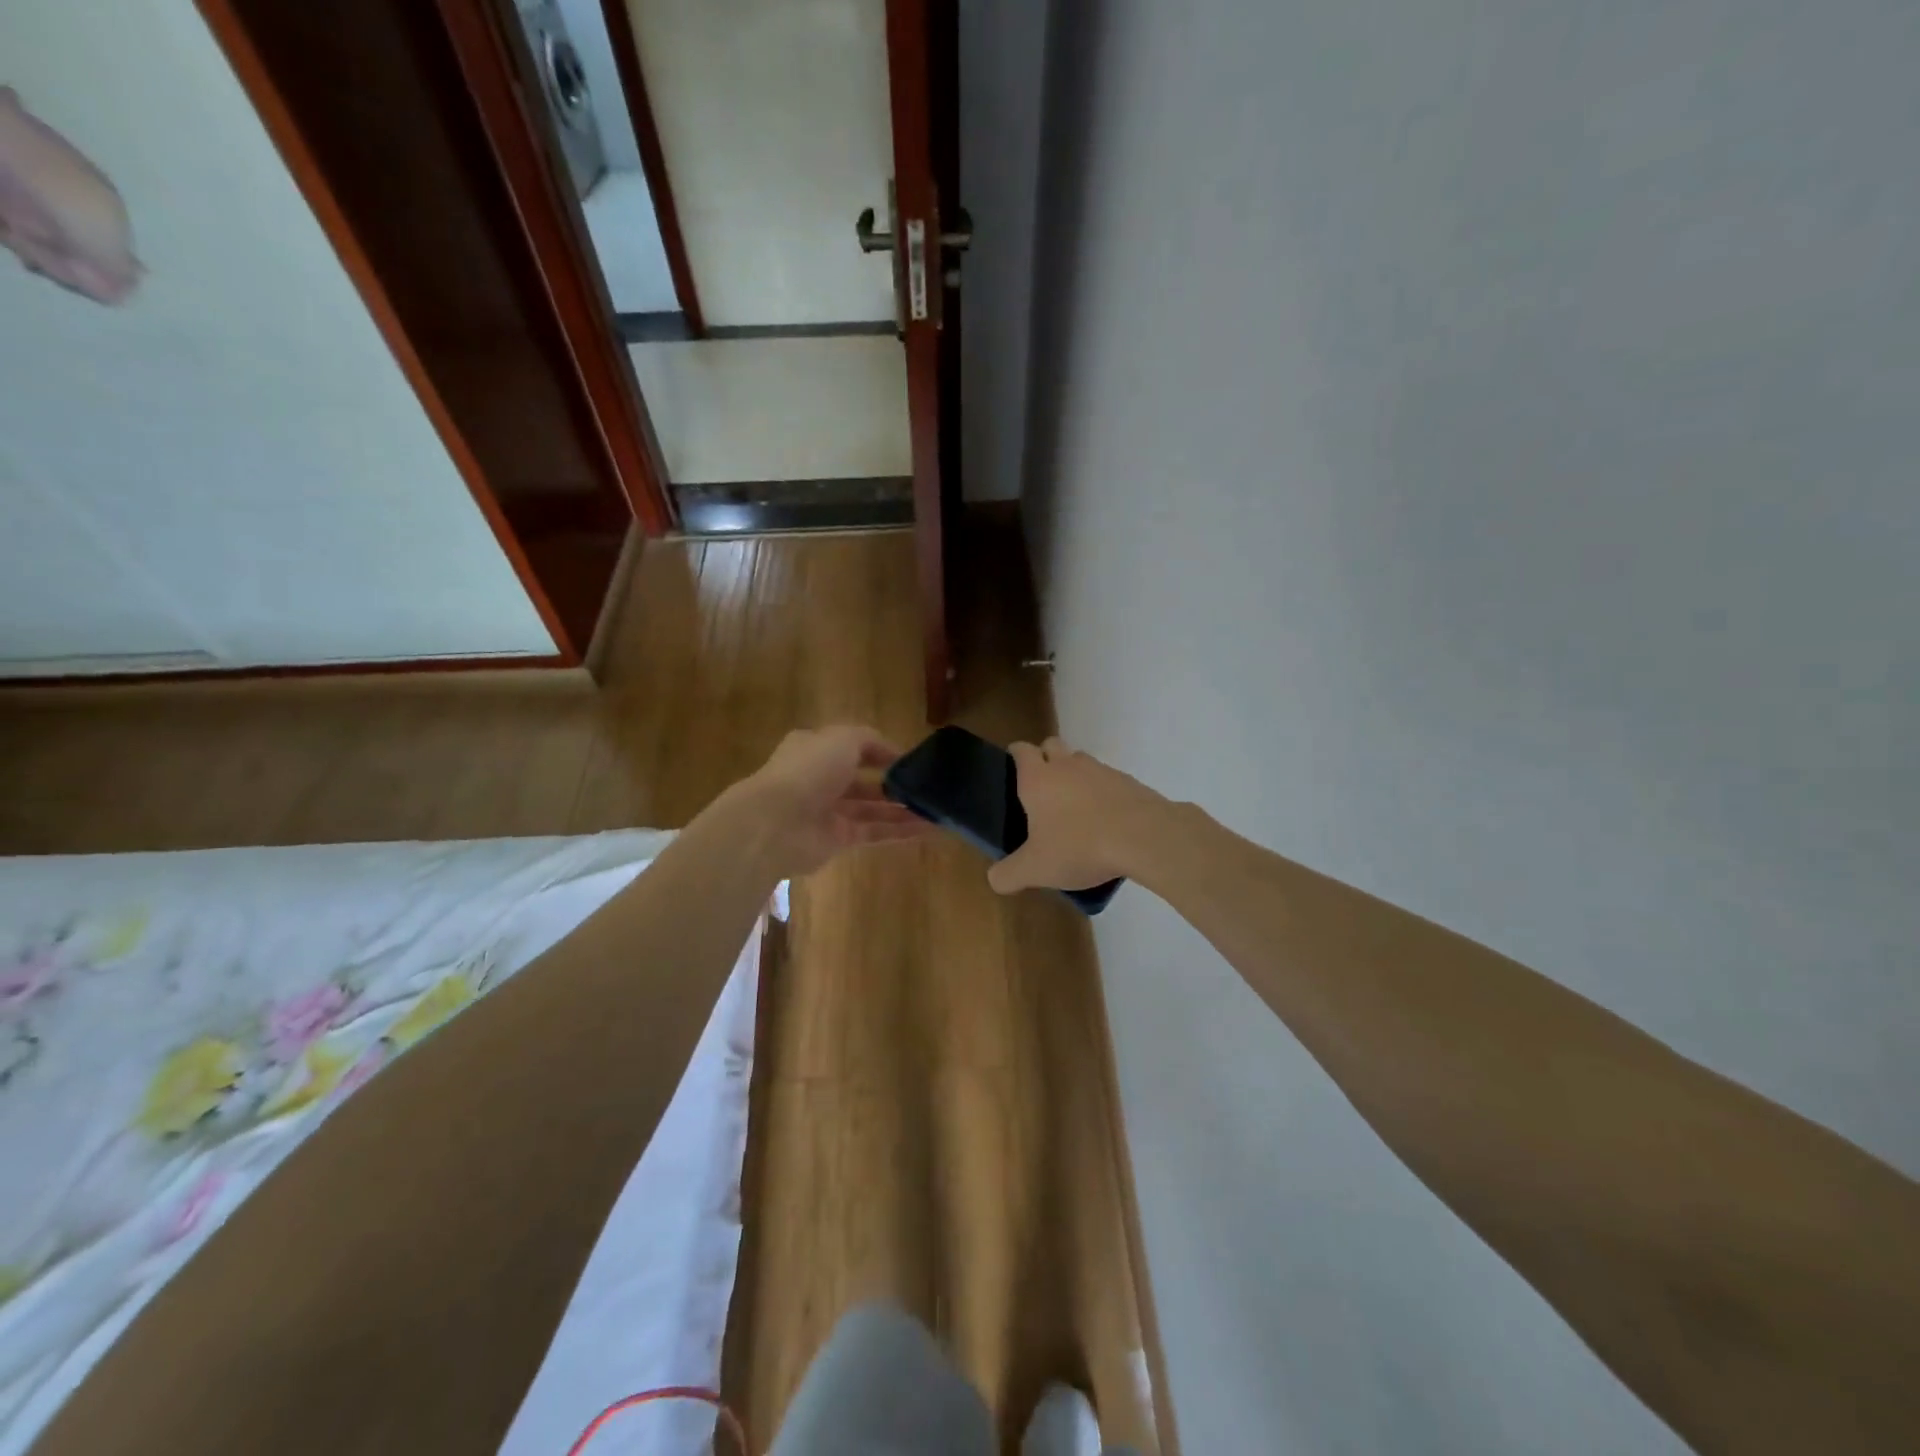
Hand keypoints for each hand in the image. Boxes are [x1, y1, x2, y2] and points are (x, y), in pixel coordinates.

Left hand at [729, 726, 929, 877]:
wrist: (775, 824)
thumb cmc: (808, 770)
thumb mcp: (843, 739)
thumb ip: (870, 741)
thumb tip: (894, 754)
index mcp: (816, 749)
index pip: (853, 747)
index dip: (882, 751)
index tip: (912, 759)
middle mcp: (821, 779)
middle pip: (864, 780)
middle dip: (894, 783)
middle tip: (928, 786)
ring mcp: (828, 811)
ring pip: (873, 809)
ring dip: (903, 809)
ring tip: (937, 808)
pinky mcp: (837, 840)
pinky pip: (874, 832)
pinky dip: (901, 831)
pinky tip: (930, 829)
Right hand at [988, 737, 1167, 894]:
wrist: (1143, 837)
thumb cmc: (1079, 846)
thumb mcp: (1036, 869)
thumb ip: (1009, 874)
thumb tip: (995, 878)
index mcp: (1038, 778)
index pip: (1021, 750)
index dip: (1015, 755)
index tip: (1012, 769)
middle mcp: (1067, 765)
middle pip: (1051, 745)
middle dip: (1045, 758)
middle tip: (1042, 789)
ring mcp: (1100, 770)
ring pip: (1081, 761)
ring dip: (1074, 775)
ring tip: (1075, 808)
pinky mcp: (1128, 782)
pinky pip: (1107, 780)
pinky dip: (1102, 792)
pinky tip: (1105, 820)